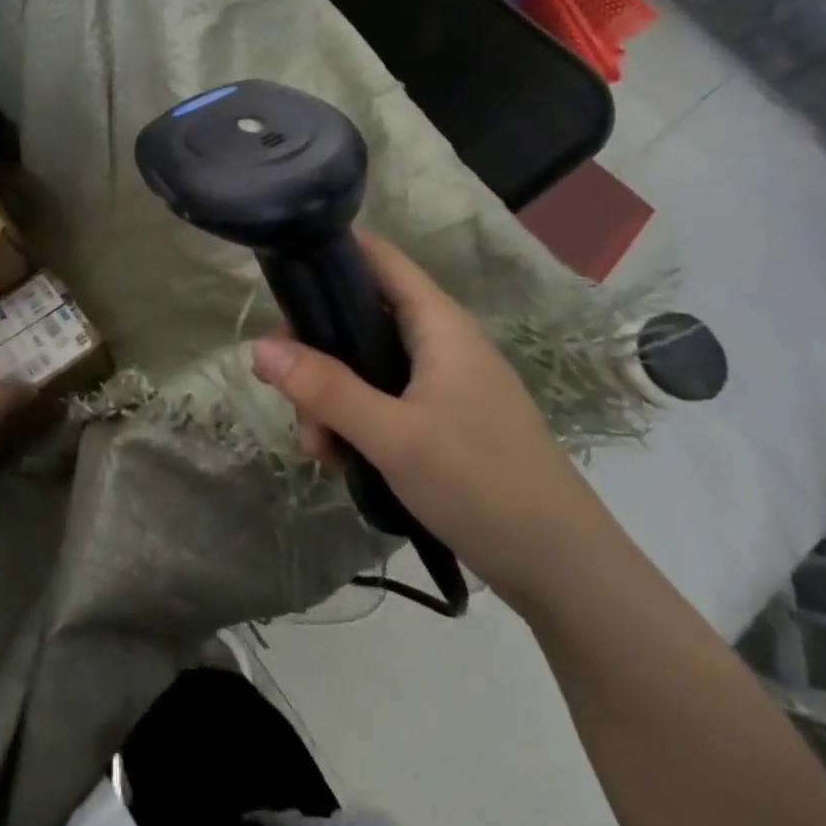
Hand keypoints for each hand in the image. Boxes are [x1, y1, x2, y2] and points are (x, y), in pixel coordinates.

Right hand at [249, 232, 621, 613]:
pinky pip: (383, 400)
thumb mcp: (392, 436)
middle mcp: (440, 342)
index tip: (278, 274)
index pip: (378, 257)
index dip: (329, 252)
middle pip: (358, 317)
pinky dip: (354, 421)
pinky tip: (339, 460)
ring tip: (316, 448)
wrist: (566, 573)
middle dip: (315, 352)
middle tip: (285, 392)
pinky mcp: (443, 419)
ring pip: (365, 365)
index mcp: (438, 324)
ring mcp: (443, 382)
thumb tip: (258, 348)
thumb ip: (325, 389)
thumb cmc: (482, 484)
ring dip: (330, 397)